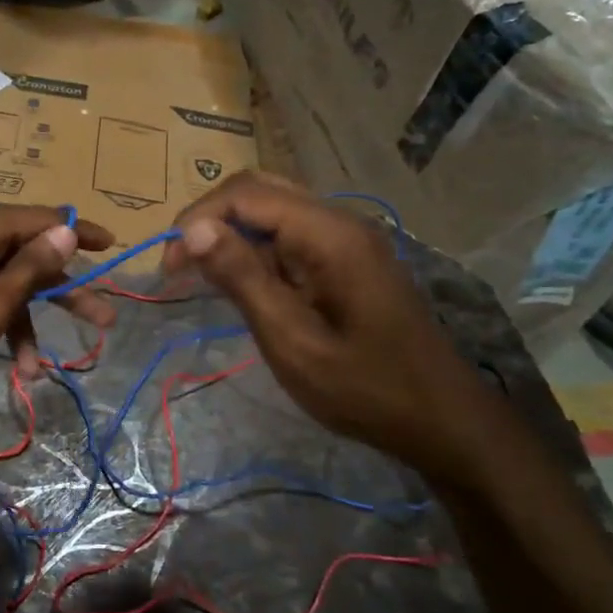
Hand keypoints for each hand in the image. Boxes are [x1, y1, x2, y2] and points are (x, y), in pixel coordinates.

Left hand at [0, 206, 115, 411]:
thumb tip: (66, 229)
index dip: (78, 231)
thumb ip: (29, 269)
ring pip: (2, 285)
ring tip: (43, 369)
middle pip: (25, 255)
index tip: (112, 246)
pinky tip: (11, 367)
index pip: (38, 219)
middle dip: (62, 291)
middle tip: (103, 319)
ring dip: (27, 323)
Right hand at [163, 172, 517, 489]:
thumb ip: (243, 278)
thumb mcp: (292, 340)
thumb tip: (192, 228)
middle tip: (180, 267)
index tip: (169, 269)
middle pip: (259, 191)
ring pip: (273, 211)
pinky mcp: (347, 260)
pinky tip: (241, 285)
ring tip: (201, 277)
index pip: (245, 194)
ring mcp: (347, 239)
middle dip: (210, 220)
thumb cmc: (365, 388)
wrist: (443, 421)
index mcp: (329, 234)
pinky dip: (255, 252)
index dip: (197, 220)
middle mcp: (339, 222)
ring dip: (231, 235)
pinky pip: (290, 237)